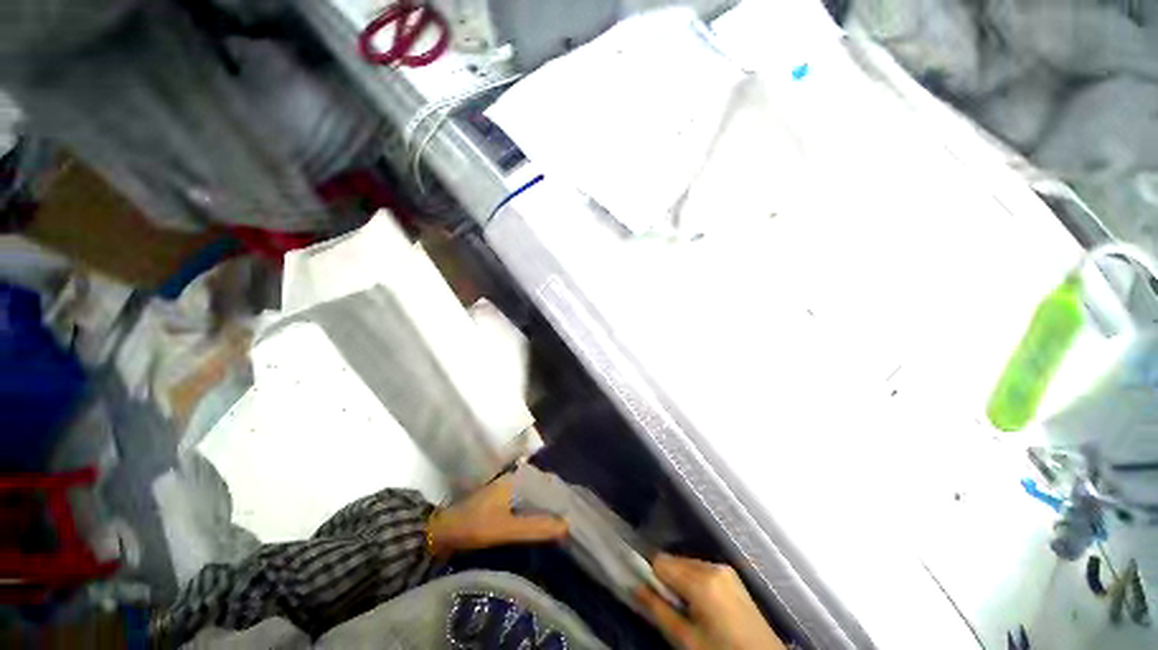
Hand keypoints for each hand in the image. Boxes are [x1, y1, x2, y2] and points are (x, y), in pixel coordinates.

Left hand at [426, 474, 567, 554]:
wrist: (438, 534)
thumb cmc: (472, 525)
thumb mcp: (505, 528)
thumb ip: (535, 527)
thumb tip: (567, 526)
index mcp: (514, 480)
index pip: (545, 481)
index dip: (560, 494)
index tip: (574, 507)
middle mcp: (511, 481)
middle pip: (539, 490)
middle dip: (553, 503)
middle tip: (570, 519)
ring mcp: (503, 493)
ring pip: (530, 499)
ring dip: (542, 510)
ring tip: (560, 524)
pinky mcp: (497, 506)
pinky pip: (521, 508)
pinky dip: (531, 516)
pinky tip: (538, 528)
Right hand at [636, 553, 785, 649]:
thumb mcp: (687, 640)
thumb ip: (659, 610)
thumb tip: (635, 587)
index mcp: (702, 581)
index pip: (661, 561)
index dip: (652, 577)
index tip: (650, 595)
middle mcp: (712, 566)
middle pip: (674, 560)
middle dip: (667, 579)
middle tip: (670, 607)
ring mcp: (724, 569)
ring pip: (687, 564)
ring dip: (681, 580)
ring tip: (688, 609)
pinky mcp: (732, 575)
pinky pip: (702, 569)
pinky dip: (694, 581)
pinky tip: (701, 604)